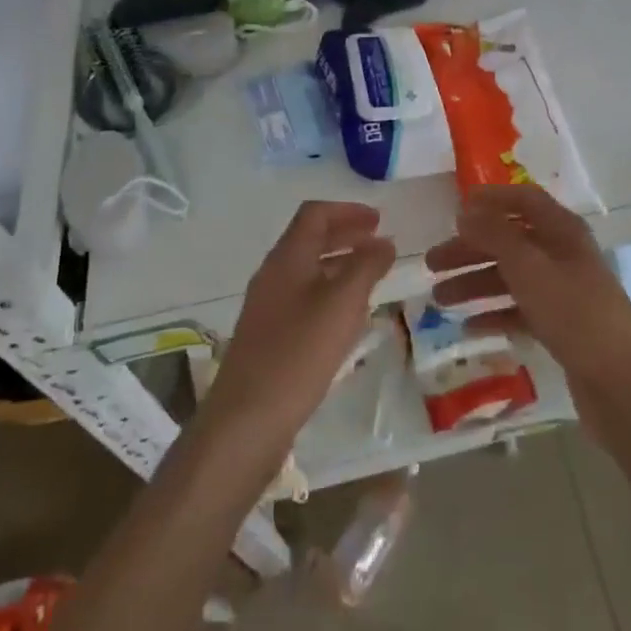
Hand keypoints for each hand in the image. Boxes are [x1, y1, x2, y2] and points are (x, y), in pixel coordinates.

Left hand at [205, 202, 394, 452]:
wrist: (246, 420)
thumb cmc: (299, 353)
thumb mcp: (343, 303)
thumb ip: (367, 266)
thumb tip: (384, 241)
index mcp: (287, 258)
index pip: (314, 214)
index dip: (347, 210)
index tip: (378, 220)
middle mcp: (273, 274)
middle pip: (309, 239)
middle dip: (345, 235)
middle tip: (378, 242)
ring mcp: (267, 306)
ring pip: (307, 270)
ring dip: (339, 264)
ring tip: (370, 276)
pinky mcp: (268, 336)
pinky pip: (302, 298)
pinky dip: (328, 292)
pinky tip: (347, 316)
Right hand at [425, 185, 630, 400]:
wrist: (623, 383)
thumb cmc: (575, 312)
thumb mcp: (529, 266)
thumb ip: (495, 235)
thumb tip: (466, 211)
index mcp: (562, 231)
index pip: (524, 201)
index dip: (491, 201)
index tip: (454, 210)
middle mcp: (562, 256)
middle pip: (510, 241)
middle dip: (470, 250)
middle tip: (431, 264)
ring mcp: (563, 293)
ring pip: (511, 279)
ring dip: (475, 284)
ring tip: (439, 300)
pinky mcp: (561, 328)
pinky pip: (520, 312)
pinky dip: (494, 314)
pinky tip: (469, 327)